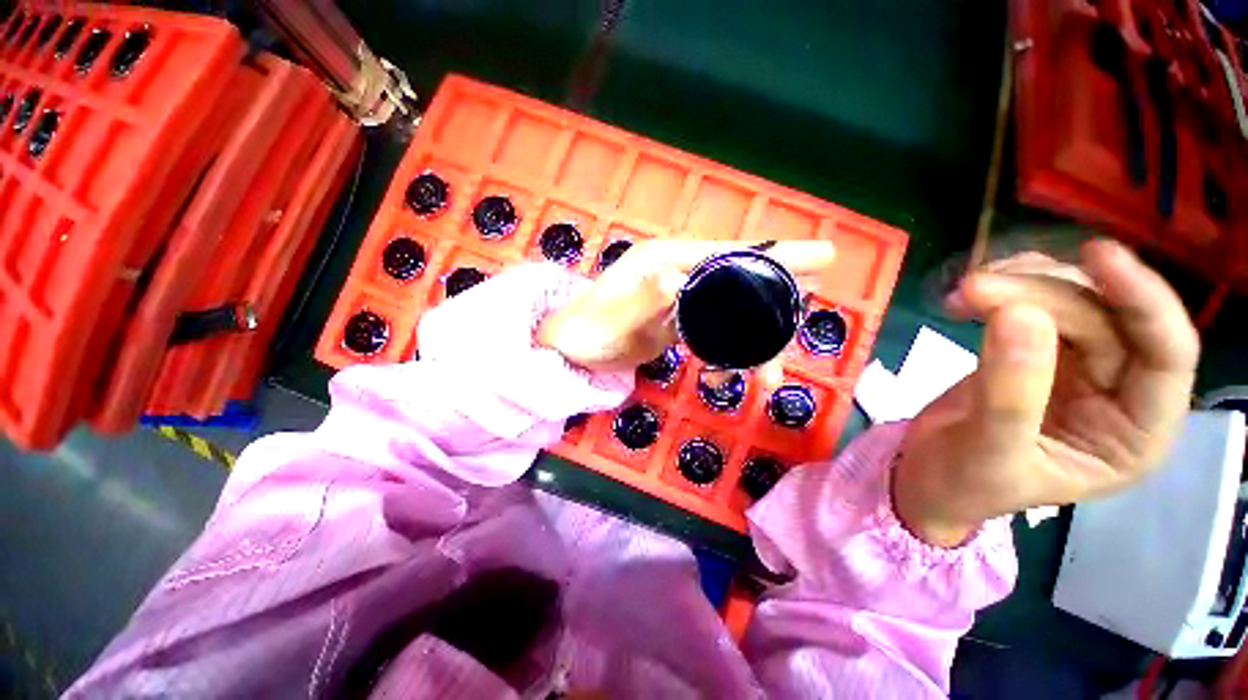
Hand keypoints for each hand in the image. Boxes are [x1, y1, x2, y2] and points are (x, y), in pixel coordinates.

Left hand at [536, 240, 835, 371]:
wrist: (567, 351)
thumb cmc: (585, 332)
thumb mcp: (613, 321)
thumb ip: (644, 300)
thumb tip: (678, 279)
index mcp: (667, 261)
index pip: (729, 253)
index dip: (775, 256)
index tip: (823, 259)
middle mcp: (680, 272)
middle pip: (740, 279)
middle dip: (775, 302)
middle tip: (801, 327)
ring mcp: (681, 297)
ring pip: (732, 307)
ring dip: (754, 338)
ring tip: (766, 373)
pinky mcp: (678, 320)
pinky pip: (716, 328)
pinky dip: (731, 348)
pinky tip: (730, 370)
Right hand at [894, 240, 1198, 546]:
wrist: (926, 476)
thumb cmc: (964, 482)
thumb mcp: (989, 450)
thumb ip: (1009, 392)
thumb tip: (1019, 314)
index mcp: (1134, 435)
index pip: (1166, 357)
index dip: (1142, 300)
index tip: (1096, 256)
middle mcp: (1119, 393)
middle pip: (1105, 319)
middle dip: (1044, 294)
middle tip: (974, 288)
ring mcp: (1080, 370)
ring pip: (1070, 303)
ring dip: (1018, 287)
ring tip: (963, 294)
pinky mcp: (1039, 353)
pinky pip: (1034, 305)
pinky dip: (1001, 293)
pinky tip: (964, 301)